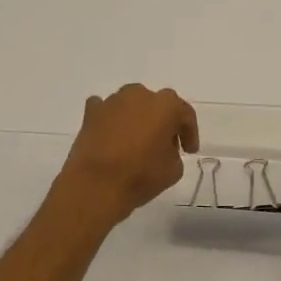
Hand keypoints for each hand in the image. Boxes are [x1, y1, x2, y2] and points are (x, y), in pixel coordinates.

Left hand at [57, 84, 199, 227]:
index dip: (190, 133)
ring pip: (132, 104)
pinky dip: (111, 120)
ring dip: (138, 118)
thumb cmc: (140, 176)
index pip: (185, 115)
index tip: (189, 151)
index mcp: (166, 105)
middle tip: (165, 143)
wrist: (96, 185)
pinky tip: (113, 135)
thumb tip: (163, 147)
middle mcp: (139, 95)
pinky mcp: (90, 112)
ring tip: (137, 141)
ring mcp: (112, 101)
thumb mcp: (173, 170)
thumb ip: (174, 152)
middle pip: (158, 104)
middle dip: (163, 121)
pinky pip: (106, 110)